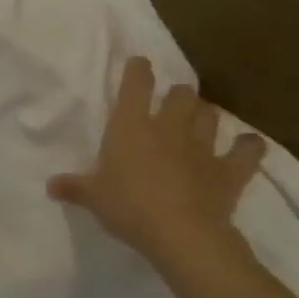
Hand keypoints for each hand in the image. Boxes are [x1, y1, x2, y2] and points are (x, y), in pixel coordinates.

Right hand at [48, 57, 264, 273]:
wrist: (180, 234)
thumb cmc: (128, 207)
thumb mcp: (92, 198)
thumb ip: (74, 187)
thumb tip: (51, 185)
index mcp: (130, 128)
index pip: (136, 86)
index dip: (138, 71)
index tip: (139, 63)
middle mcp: (168, 128)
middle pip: (181, 95)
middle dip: (177, 94)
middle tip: (171, 101)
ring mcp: (202, 147)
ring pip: (210, 115)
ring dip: (204, 114)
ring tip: (199, 118)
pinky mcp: (229, 170)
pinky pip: (247, 150)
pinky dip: (247, 146)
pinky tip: (246, 145)